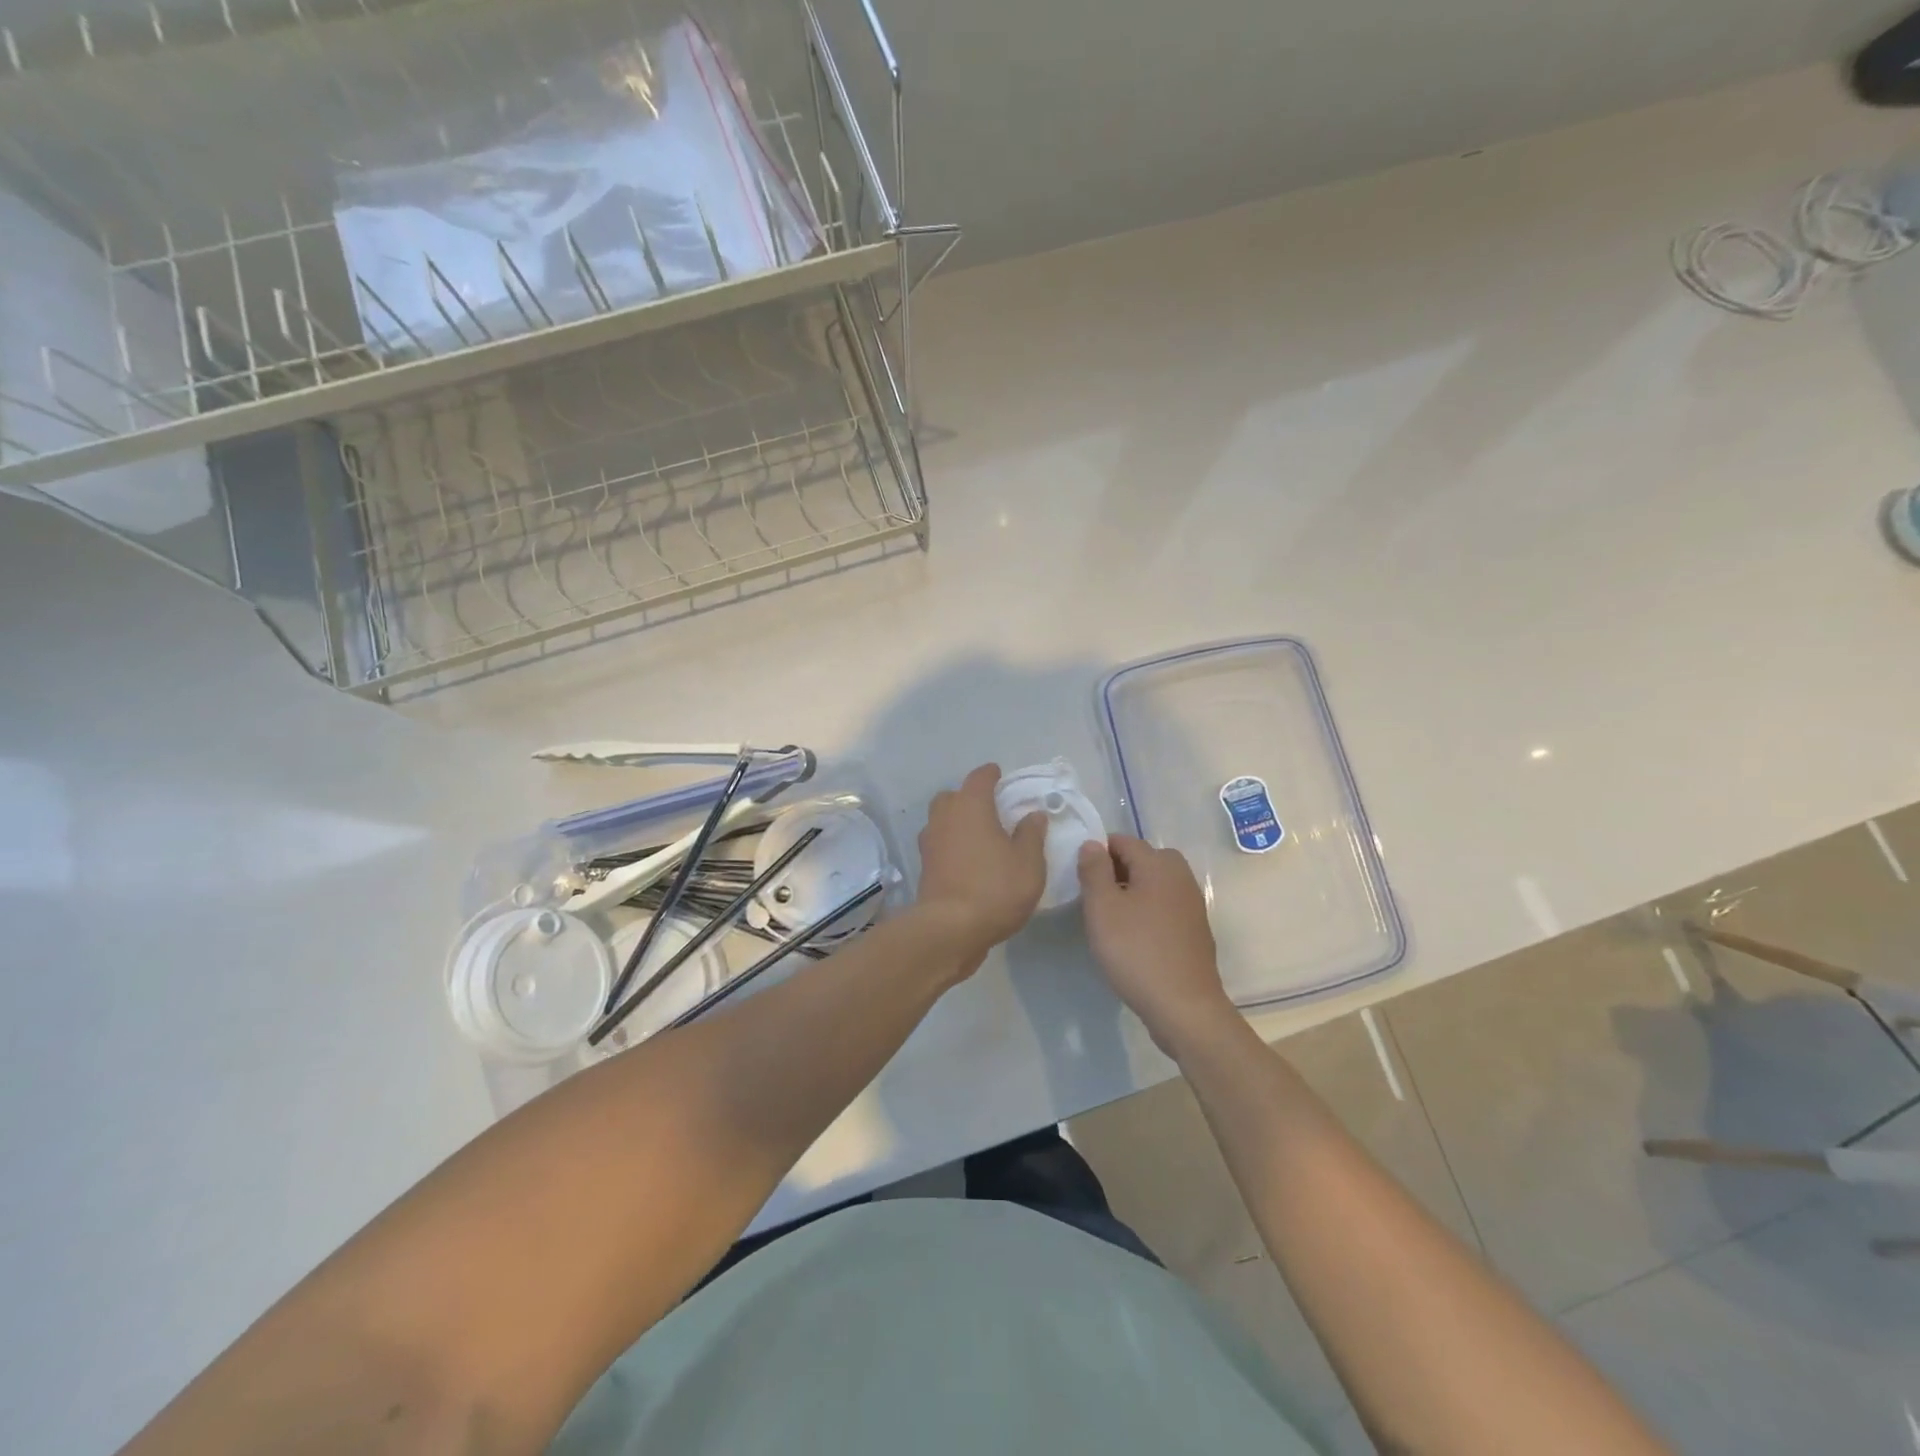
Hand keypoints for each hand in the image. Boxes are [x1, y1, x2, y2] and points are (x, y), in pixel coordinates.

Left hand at [915, 764, 1048, 968]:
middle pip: (953, 797)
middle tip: (990, 809)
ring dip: (957, 822)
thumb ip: (1031, 835)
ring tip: (979, 836)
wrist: (950, 929)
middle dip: (969, 798)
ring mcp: (930, 843)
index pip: (979, 778)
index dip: (991, 774)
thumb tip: (1033, 815)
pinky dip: (952, 845)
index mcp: (971, 806)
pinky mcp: (924, 867)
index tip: (999, 775)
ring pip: (942, 820)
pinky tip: (968, 860)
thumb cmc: (995, 888)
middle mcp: (945, 817)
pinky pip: (939, 845)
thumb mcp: (1028, 863)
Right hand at [1077, 835, 1234, 1050]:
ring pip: (1155, 883)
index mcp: (1159, 864)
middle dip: (1117, 870)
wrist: (1184, 1006)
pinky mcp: (1195, 929)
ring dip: (1132, 891)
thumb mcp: (1102, 908)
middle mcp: (1180, 876)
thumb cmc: (1136, 951)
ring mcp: (1192, 904)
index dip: (1098, 853)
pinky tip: (1134, 937)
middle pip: (1143, 859)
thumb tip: (1092, 844)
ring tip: (1111, 919)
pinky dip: (1148, 911)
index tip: (1080, 878)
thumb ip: (1094, 870)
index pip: (1123, 841)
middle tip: (1095, 898)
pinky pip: (1165, 906)